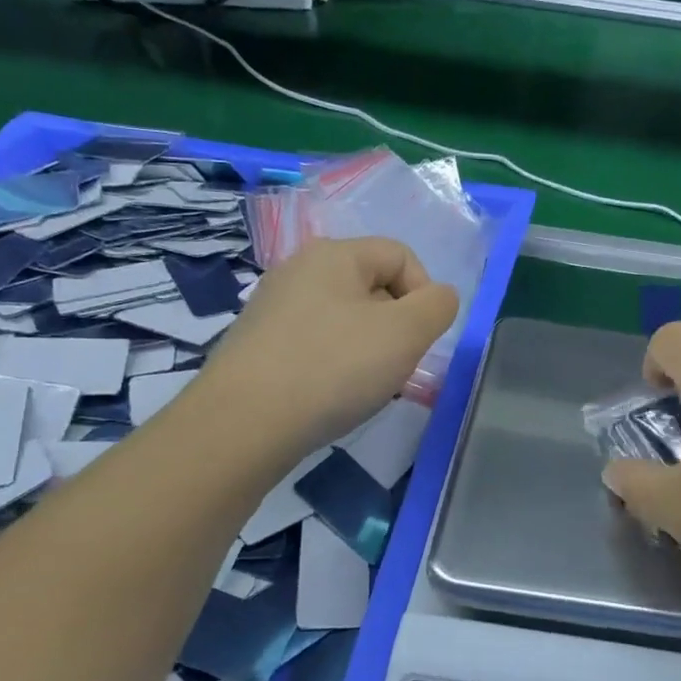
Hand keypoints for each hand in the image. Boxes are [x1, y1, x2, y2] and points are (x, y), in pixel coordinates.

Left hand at [202, 237, 457, 457]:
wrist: (241, 426)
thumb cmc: (332, 368)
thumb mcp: (406, 333)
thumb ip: (438, 306)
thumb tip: (439, 298)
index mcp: (334, 254)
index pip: (401, 256)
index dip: (424, 294)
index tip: (420, 339)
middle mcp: (299, 270)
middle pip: (373, 287)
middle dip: (396, 326)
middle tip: (395, 365)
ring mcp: (273, 308)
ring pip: (346, 319)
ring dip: (369, 349)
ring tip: (364, 386)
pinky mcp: (259, 345)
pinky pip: (316, 343)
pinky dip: (335, 364)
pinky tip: (331, 395)